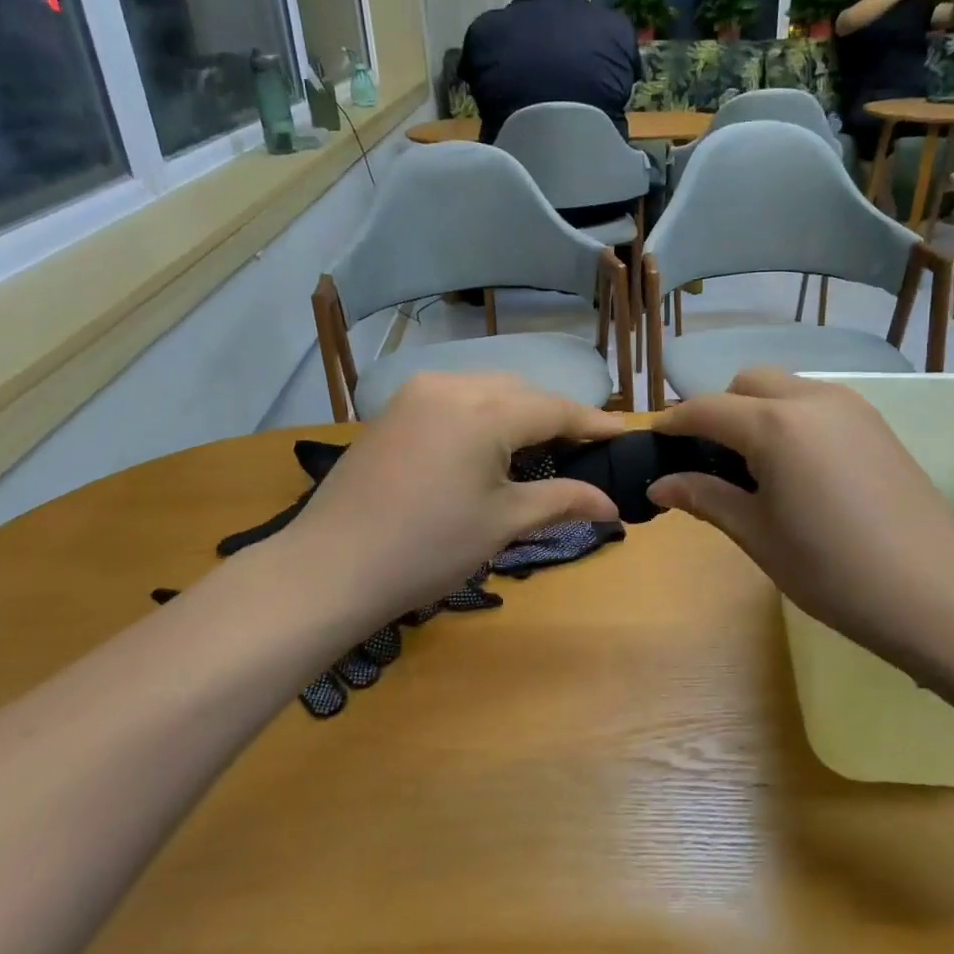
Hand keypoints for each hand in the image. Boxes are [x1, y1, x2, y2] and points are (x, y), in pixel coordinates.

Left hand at [276, 375, 622, 633]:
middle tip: (584, 448)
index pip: (555, 408)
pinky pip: (455, 397)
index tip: (624, 434)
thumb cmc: (427, 548)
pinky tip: (489, 443)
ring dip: (519, 410)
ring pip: (487, 388)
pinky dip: (483, 412)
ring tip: (540, 445)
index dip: (593, 423)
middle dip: (556, 416)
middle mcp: (451, 386)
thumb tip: (611, 505)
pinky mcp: (394, 410)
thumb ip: (561, 500)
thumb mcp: (502, 523)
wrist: (329, 568)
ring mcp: (416, 393)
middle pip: (522, 392)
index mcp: (484, 410)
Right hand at [649, 371, 953, 669]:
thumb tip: (660, 483)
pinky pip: (817, 403)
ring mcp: (851, 406)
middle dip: (719, 409)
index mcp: (775, 425)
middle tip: (708, 458)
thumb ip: (705, 498)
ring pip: (786, 388)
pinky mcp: (875, 423)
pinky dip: (791, 418)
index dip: (674, 422)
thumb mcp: (757, 535)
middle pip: (747, 383)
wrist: (932, 591)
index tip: (655, 441)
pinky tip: (796, 467)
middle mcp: (811, 400)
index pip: (707, 409)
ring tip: (753, 464)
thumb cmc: (831, 569)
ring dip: (757, 410)